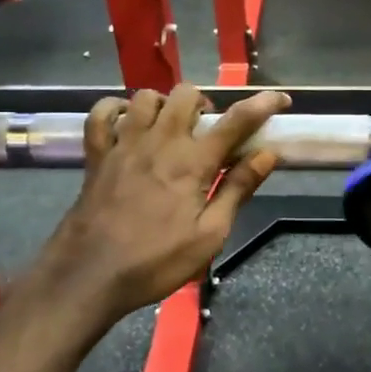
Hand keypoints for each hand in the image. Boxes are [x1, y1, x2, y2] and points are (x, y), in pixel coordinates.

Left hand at [41, 85, 289, 320]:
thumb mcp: (210, 235)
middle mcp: (159, 142)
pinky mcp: (96, 155)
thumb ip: (238, 189)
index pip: (236, 121)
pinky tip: (125, 121)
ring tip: (170, 126)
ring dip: (164, 104)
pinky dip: (113, 109)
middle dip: (204, 103)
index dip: (263, 104)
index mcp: (192, 162)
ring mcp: (123, 144)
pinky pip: (99, 115)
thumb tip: (267, 154)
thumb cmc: (156, 261)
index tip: (280, 99)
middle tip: (208, 130)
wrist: (90, 276)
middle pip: (185, 95)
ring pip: (145, 97)